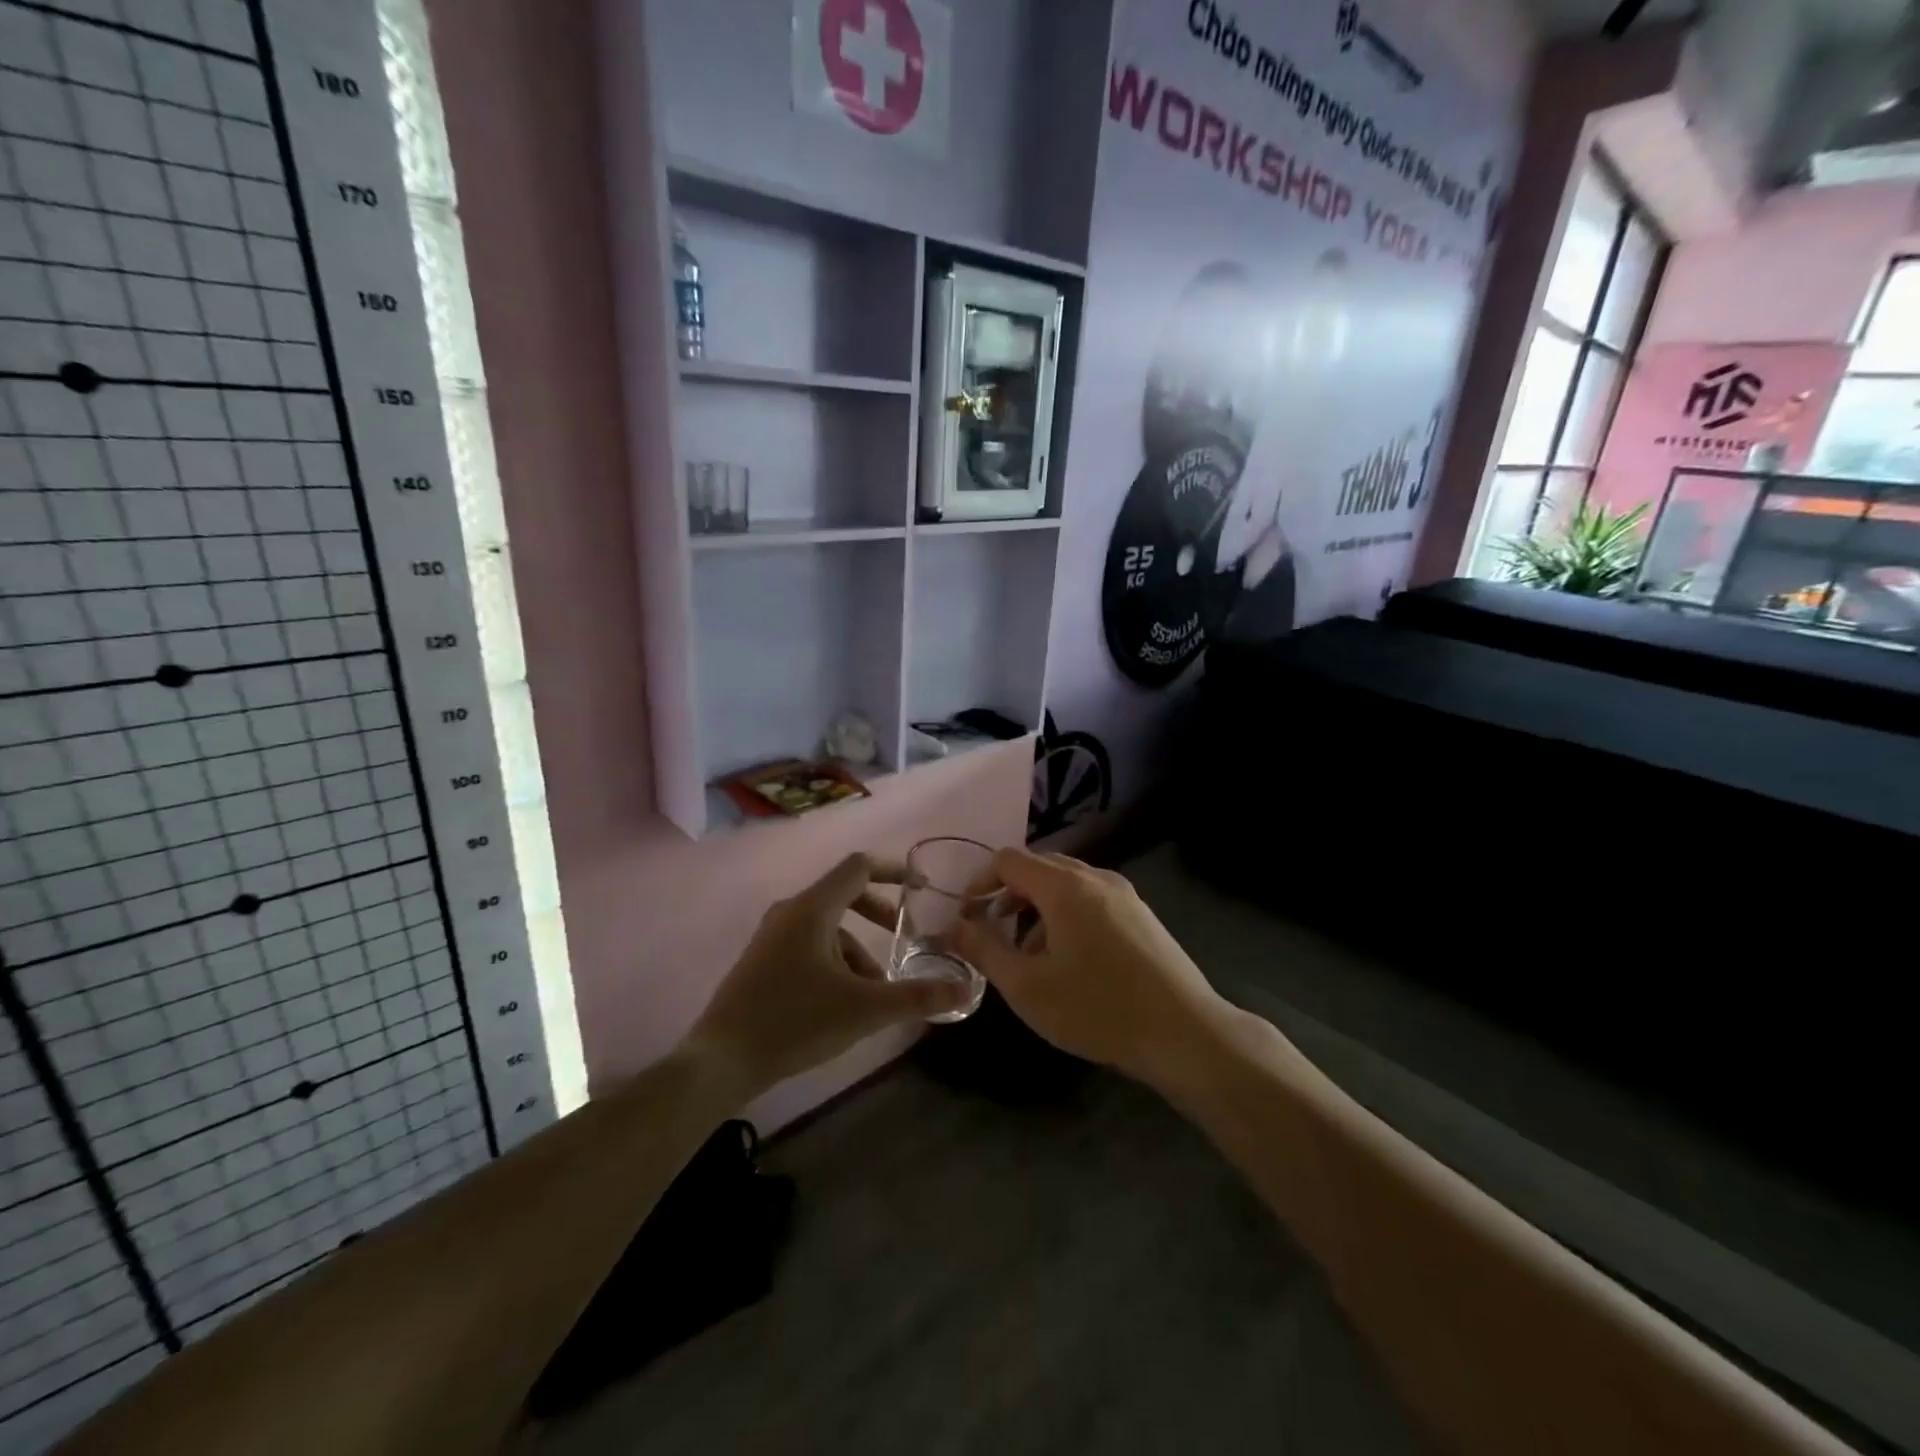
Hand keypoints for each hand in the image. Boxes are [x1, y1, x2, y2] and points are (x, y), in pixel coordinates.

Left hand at [686, 853, 970, 1096]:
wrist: (720, 1061)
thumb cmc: (795, 1022)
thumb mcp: (864, 1009)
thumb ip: (916, 996)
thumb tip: (965, 987)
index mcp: (812, 909)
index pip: (859, 867)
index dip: (894, 870)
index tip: (921, 886)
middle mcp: (790, 912)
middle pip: (845, 895)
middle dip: (879, 916)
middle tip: (903, 939)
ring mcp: (771, 936)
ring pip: (827, 927)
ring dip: (858, 950)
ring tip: (875, 992)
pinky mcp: (762, 961)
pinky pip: (809, 945)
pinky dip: (835, 961)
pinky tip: (842, 1002)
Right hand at [952, 849, 1232, 1091]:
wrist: (1183, 1032)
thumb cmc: (1097, 1007)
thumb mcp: (1027, 986)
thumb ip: (984, 949)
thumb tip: (954, 926)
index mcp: (1064, 885)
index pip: (1008, 860)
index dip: (980, 882)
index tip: (967, 917)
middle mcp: (1095, 877)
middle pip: (1039, 867)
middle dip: (1008, 894)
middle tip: (992, 932)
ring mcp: (1124, 894)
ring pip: (1066, 884)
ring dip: (1037, 907)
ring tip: (1029, 953)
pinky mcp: (1141, 915)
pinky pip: (1091, 899)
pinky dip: (1066, 915)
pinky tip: (1069, 960)